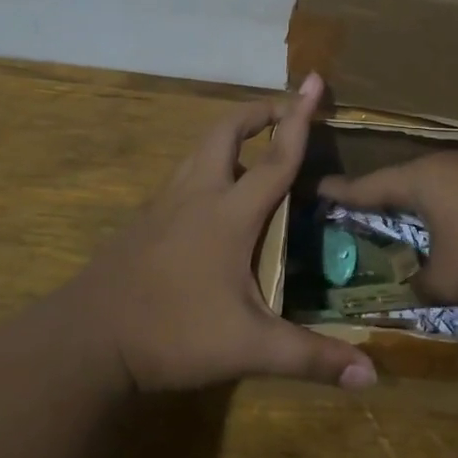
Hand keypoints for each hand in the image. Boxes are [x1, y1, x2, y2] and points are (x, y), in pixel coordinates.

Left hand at [67, 74, 376, 392]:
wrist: (86, 340)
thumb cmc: (172, 332)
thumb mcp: (249, 348)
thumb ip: (310, 358)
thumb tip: (371, 376)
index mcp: (229, 213)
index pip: (275, 157)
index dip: (300, 119)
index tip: (314, 81)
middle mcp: (196, 195)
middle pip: (225, 132)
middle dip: (258, 112)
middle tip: (285, 112)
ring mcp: (163, 206)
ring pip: (198, 151)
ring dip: (230, 137)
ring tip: (254, 150)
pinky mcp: (143, 222)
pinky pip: (182, 177)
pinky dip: (207, 167)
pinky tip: (213, 200)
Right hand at [318, 153, 457, 308]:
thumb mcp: (449, 283)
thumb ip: (421, 287)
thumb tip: (415, 287)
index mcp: (422, 181)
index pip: (369, 186)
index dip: (342, 193)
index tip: (319, 189)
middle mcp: (449, 165)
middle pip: (406, 181)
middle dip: (385, 197)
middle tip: (364, 209)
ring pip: (442, 185)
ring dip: (426, 204)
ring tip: (413, 219)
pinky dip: (457, 209)